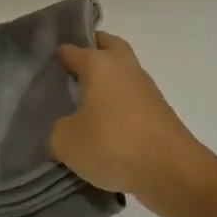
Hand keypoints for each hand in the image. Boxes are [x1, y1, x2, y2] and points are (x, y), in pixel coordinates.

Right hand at [52, 32, 214, 215]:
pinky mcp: (160, 113)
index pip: (73, 50)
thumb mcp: (66, 141)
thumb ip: (57, 130)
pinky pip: (133, 99)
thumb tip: (65, 128)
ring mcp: (146, 89)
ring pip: (123, 73)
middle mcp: (124, 67)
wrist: (172, 170)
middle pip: (108, 46)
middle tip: (73, 68)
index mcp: (99, 64)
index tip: (45, 66)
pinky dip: (120, 105)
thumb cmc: (112, 143)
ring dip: (109, 81)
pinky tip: (106, 126)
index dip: (58, 55)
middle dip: (93, 50)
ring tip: (86, 102)